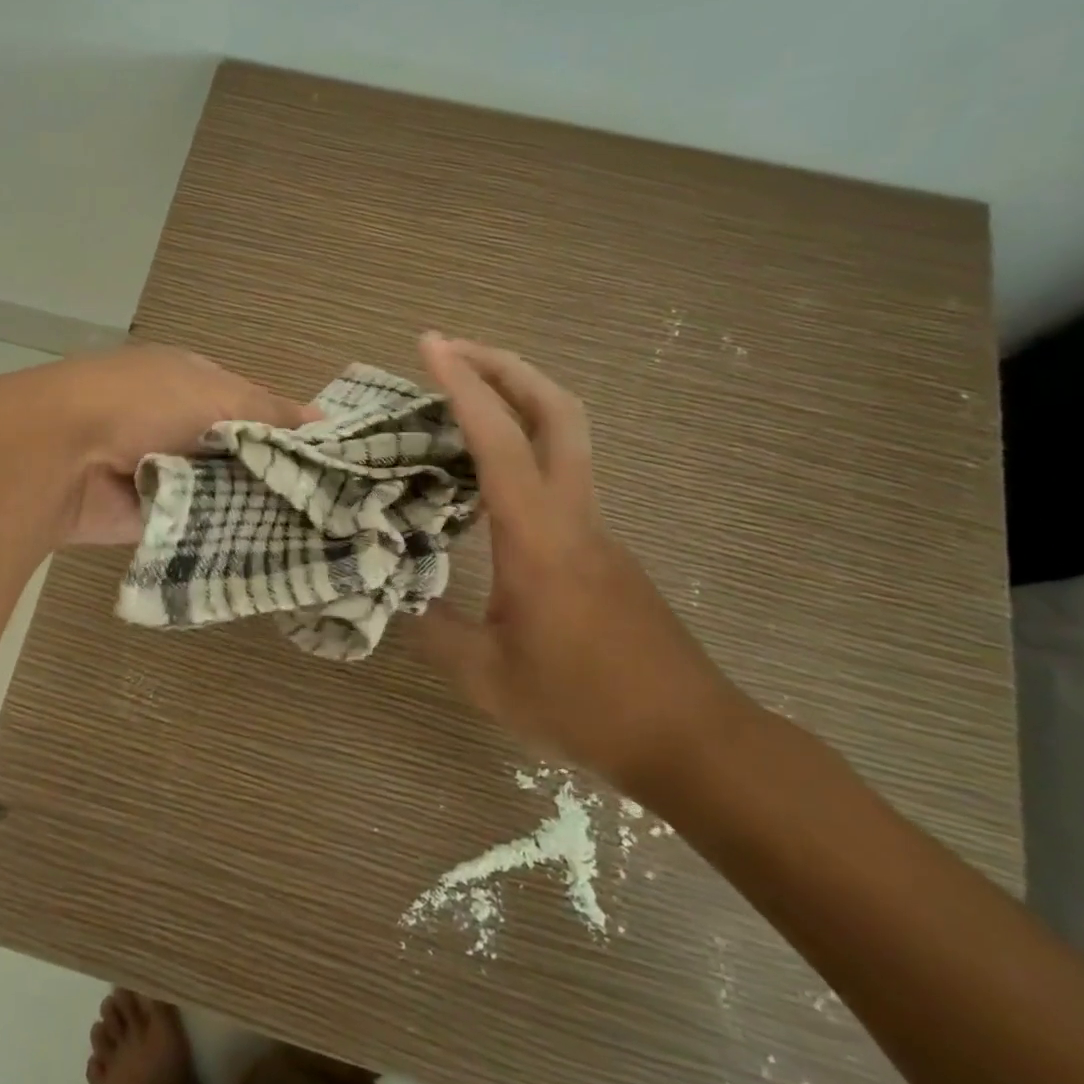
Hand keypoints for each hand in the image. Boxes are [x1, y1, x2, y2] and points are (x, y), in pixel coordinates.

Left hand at [28, 345, 318, 545]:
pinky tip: (278, 551)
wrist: (60, 454)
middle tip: (336, 503)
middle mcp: (178, 425)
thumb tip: (323, 418)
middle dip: (276, 473)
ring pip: (225, 492)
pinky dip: (230, 534)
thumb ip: (268, 411)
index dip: (288, 429)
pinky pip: (203, 526)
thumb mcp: (213, 392)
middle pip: (239, 452)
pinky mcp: (156, 517)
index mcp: (189, 383)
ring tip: (319, 531)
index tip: (332, 458)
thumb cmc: (142, 403)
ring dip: (256, 506)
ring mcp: (166, 472)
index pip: (251, 406)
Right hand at [411, 334, 746, 793]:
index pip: (500, 441)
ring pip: (565, 434)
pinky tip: (482, 474)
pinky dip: (521, 443)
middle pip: (557, 409)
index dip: (464, 386)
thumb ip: (432, 628)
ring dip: (517, 397)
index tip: (430, 346)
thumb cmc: (585, 705)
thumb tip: (392, 591)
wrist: (690, 738)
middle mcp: (572, 515)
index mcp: (538, 538)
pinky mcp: (601, 545)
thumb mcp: (487, 677)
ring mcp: (595, 526)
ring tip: (460, 397)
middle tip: (452, 350)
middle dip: (505, 365)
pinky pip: (559, 471)